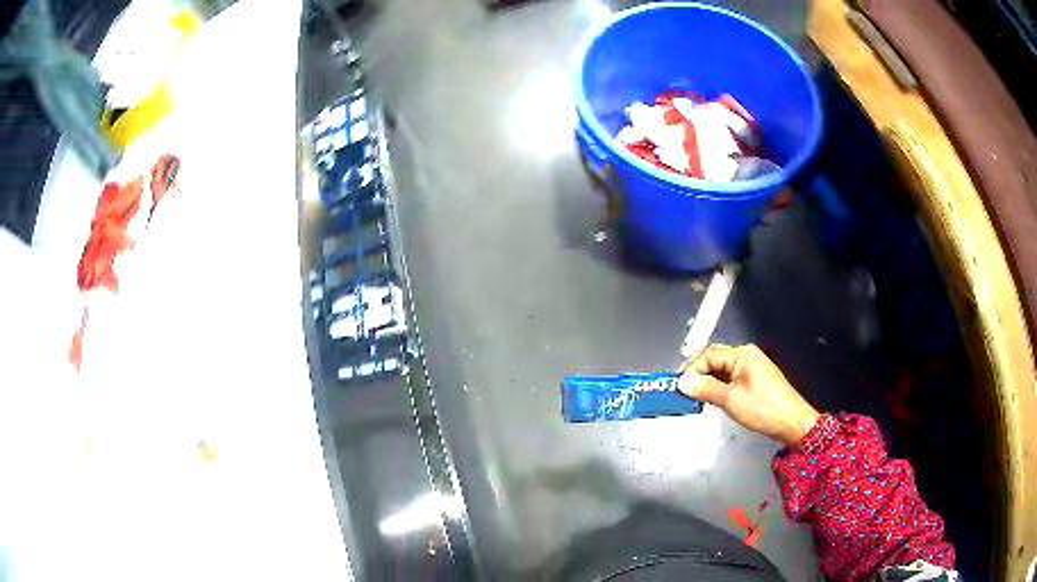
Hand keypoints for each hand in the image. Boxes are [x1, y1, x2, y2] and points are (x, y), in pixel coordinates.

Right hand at [678, 344, 819, 445]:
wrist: (792, 422)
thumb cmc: (763, 409)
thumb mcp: (731, 400)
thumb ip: (705, 389)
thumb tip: (683, 383)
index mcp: (742, 354)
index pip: (708, 355)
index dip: (691, 370)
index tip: (679, 387)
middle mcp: (747, 356)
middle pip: (715, 359)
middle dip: (699, 374)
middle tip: (685, 392)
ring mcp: (752, 367)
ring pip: (722, 370)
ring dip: (709, 382)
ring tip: (697, 399)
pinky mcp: (756, 379)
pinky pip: (731, 378)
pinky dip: (720, 387)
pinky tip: (714, 400)